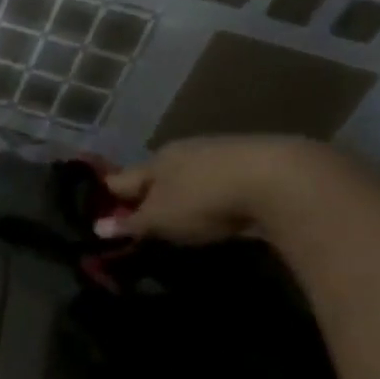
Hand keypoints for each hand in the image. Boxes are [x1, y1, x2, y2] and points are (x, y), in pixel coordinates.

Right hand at [98, 136, 324, 244]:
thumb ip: (130, 224)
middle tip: (145, 221)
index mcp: (154, 161)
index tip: (102, 216)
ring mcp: (220, 152)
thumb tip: (97, 228)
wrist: (282, 180)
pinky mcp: (254, 162)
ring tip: (183, 218)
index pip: (120, 180)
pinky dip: (213, 194)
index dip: (108, 198)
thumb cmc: (204, 199)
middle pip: (156, 175)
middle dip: (148, 195)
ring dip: (183, 194)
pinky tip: (219, 209)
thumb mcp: (160, 219)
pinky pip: (220, 180)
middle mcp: (183, 150)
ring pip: (190, 175)